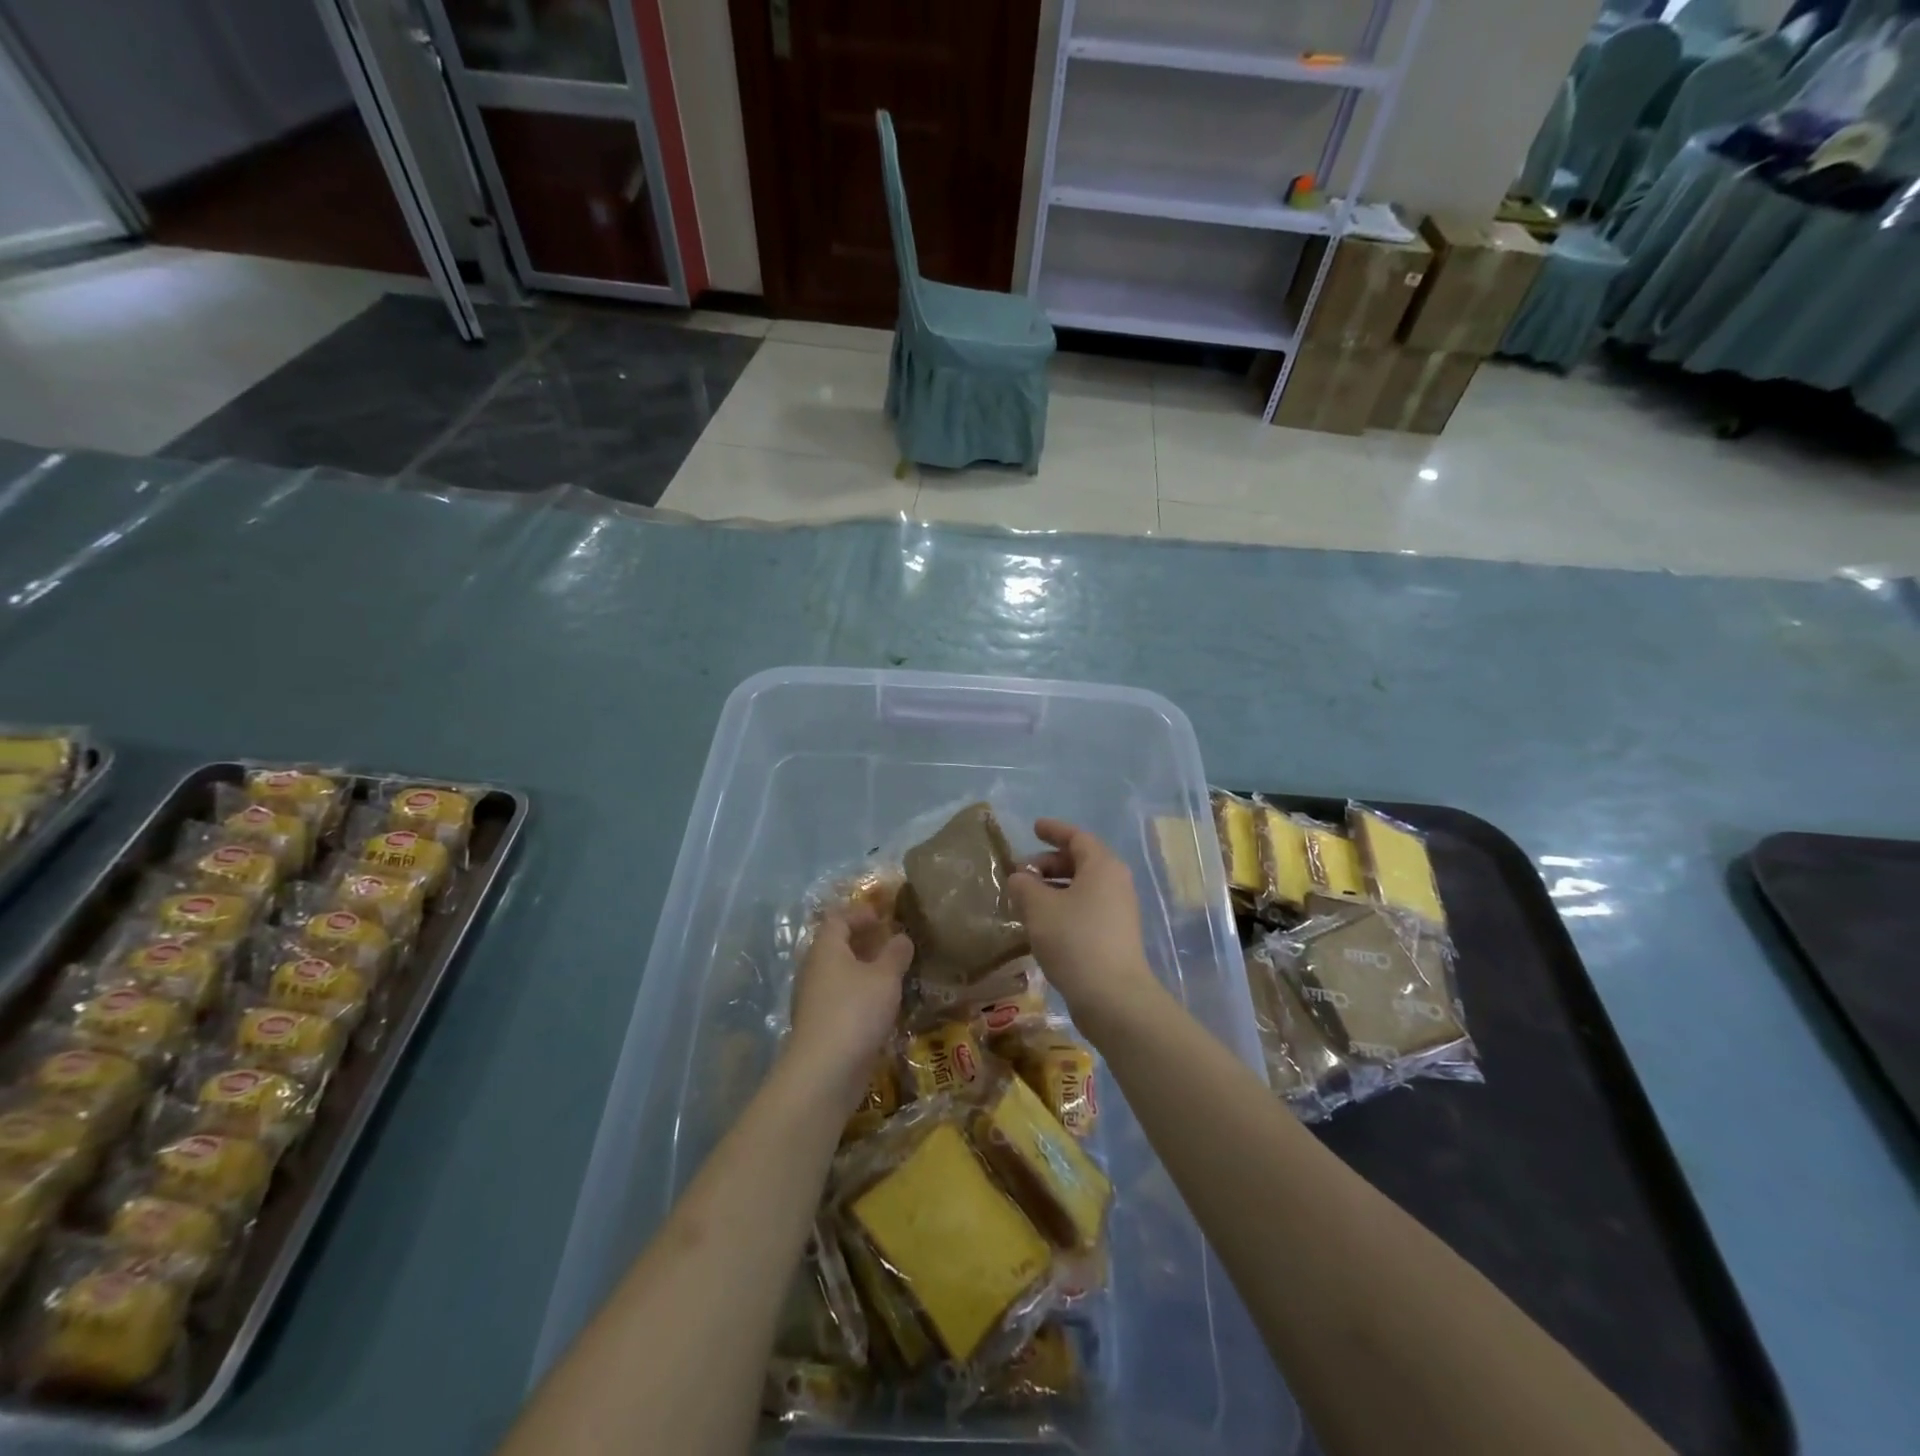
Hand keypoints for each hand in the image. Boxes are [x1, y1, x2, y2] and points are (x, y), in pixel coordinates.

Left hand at [788, 905, 912, 1106]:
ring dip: (864, 971)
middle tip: (894, 945)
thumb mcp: (885, 978)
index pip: (838, 918)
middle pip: (837, 946)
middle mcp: (814, 969)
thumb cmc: (855, 1011)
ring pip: (840, 975)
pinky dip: (860, 996)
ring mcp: (814, 1000)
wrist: (824, 1073)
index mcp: (826, 948)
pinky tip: (882, 1007)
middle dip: (864, 943)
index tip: (884, 917)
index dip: (860, 914)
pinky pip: (841, 1000)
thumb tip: (902, 937)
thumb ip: (895, 954)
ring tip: (894, 975)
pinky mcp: (820, 1027)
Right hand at [1008, 819, 1160, 1036]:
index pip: (1077, 837)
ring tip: (1025, 899)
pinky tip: (1041, 924)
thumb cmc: (1075, 940)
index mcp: (1102, 866)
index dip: (1053, 830)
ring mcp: (1118, 911)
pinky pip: (1086, 908)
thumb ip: (1024, 885)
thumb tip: (1020, 877)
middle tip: (1021, 872)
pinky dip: (1063, 907)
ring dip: (1053, 888)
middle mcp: (1115, 882)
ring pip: (1082, 887)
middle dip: (1048, 863)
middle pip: (1080, 861)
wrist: (1113, 997)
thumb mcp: (1039, 907)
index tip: (1033, 828)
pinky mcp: (1115, 936)